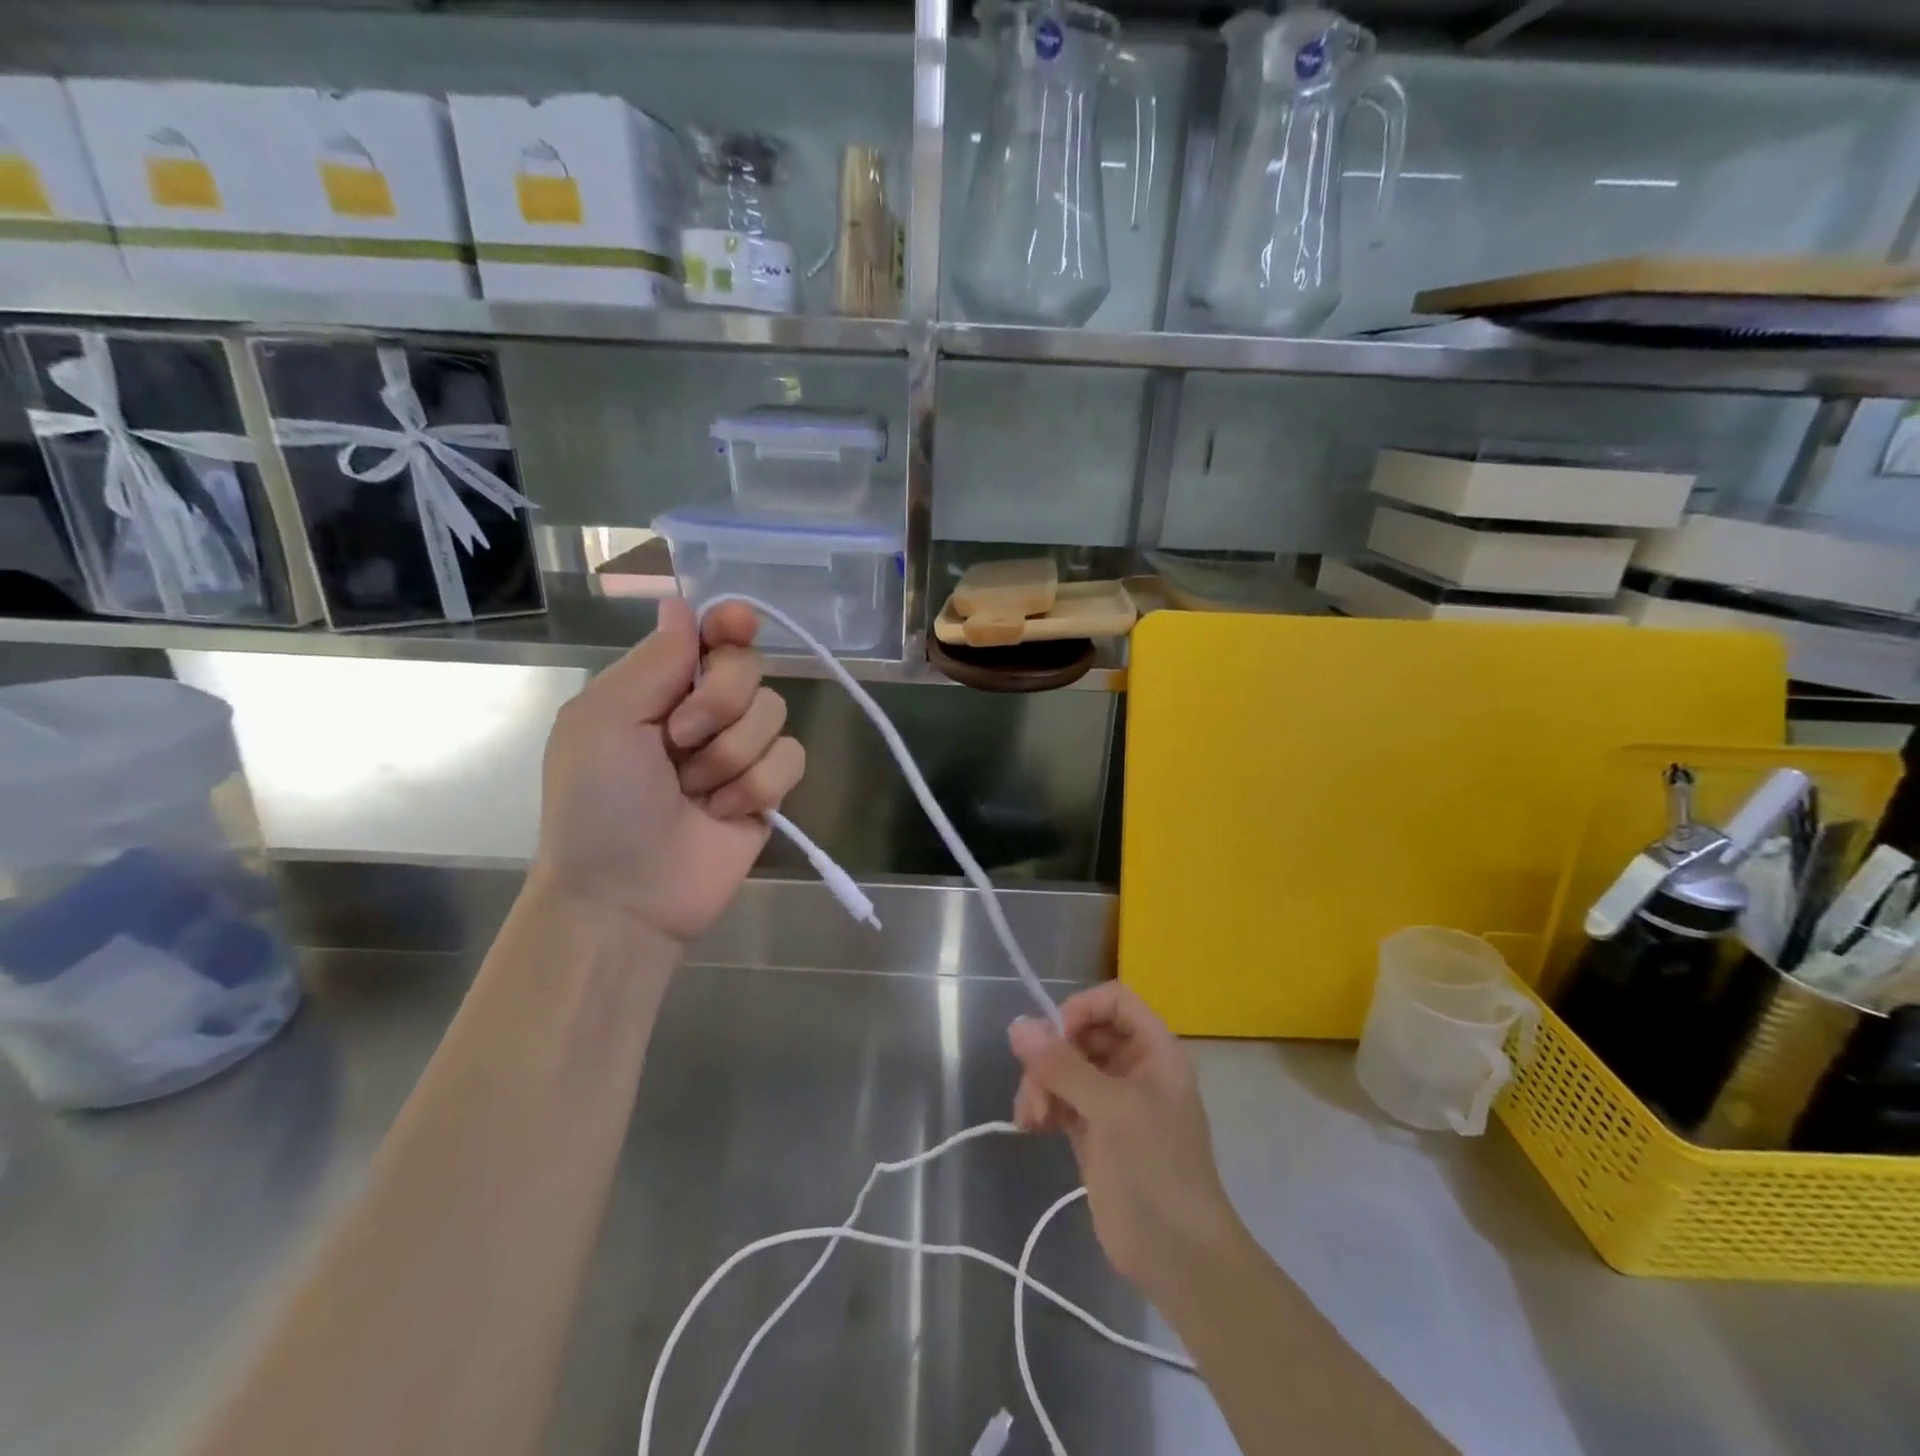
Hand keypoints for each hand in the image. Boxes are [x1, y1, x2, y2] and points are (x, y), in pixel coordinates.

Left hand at [529, 598, 805, 943]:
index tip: (738, 624)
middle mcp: (701, 713)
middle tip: (679, 739)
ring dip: (732, 754)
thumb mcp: (604, 721)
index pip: (708, 636)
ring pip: (775, 713)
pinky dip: (757, 786)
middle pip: (750, 667)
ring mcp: (738, 752)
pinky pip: (791, 758)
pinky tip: (724, 813)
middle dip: (720, 701)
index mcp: (657, 689)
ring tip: (695, 792)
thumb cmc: (598, 804)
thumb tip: (681, 604)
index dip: (729, 623)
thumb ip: (654, 661)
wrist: (625, 896)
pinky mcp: (767, 791)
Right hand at [1009, 984, 1244, 1300]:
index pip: (1113, 1001)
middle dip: (1052, 1056)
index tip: (1053, 1038)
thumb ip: (1063, 1066)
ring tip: (1030, 1118)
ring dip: (1041, 1084)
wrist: (1178, 1258)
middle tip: (1034, 1088)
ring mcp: (1113, 1101)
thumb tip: (1017, 1025)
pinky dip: (1043, 1106)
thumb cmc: (1155, 1170)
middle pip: (1082, 1033)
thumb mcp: (1111, 1111)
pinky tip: (1030, 1126)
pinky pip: (1061, 1099)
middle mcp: (1134, 1068)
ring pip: (1066, 1067)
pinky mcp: (1094, 1132)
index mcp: (1154, 1050)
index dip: (1080, 1009)